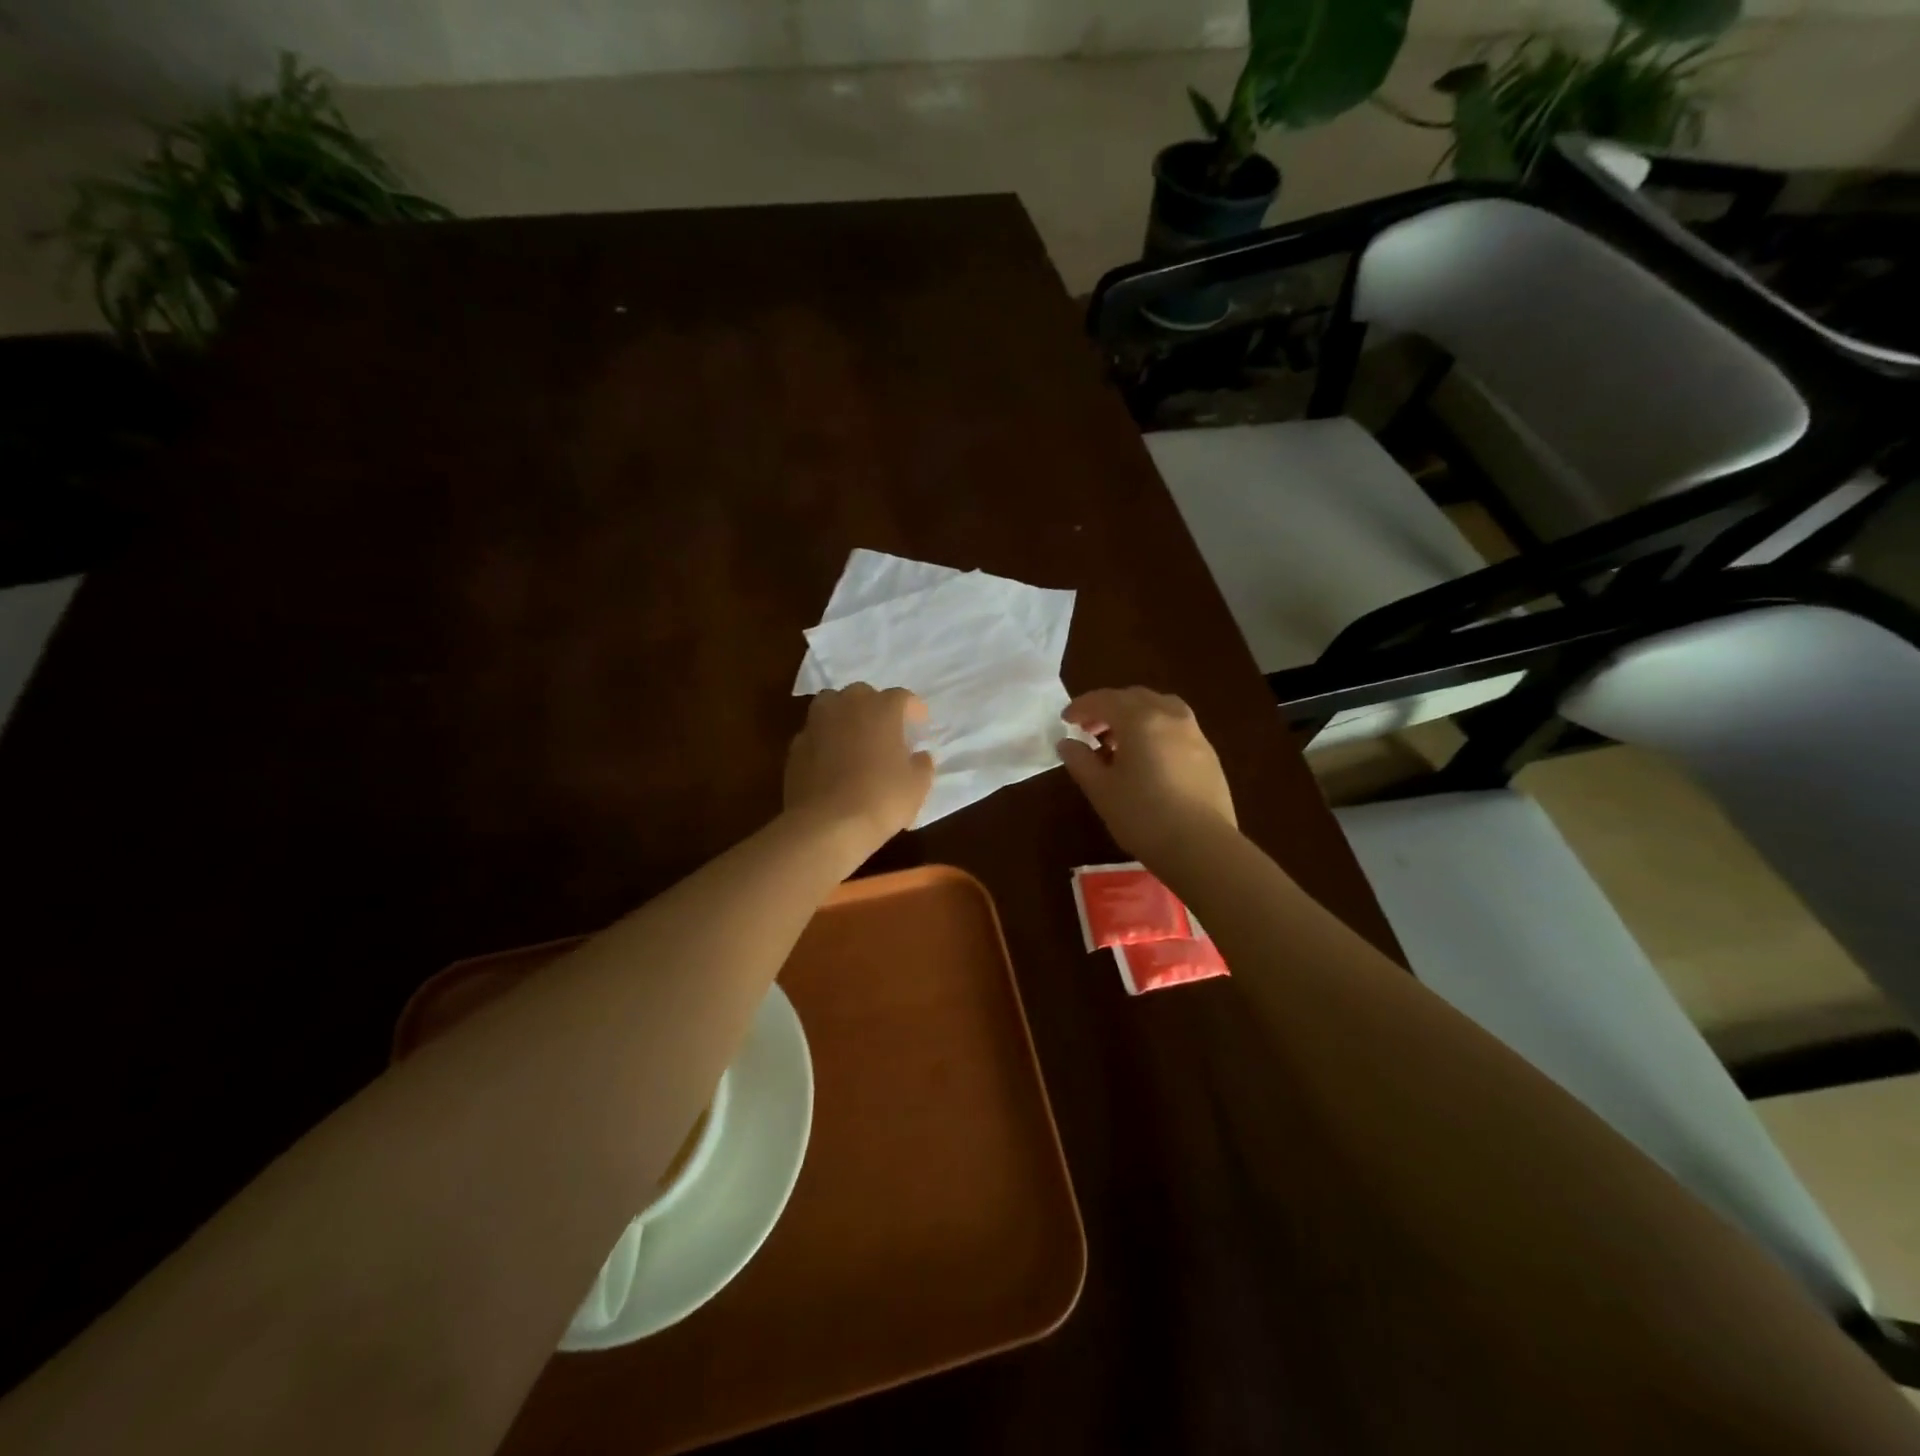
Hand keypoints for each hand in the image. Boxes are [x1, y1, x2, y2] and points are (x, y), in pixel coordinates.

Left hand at [784, 684, 934, 854]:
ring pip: (831, 704)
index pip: (902, 697)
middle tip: (885, 730)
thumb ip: (922, 764)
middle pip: (863, 693)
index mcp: (882, 709)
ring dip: (844, 715)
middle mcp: (847, 706)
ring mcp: (817, 723)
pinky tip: (831, 761)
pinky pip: (815, 732)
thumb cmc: (881, 799)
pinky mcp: (796, 745)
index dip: (913, 710)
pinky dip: (824, 740)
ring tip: (854, 737)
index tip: (919, 726)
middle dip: (875, 706)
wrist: (826, 824)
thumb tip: (919, 756)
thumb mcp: (917, 785)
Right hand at [1057, 687, 1236, 862]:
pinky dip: (1155, 729)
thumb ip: (1080, 760)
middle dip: (1108, 708)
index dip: (1081, 707)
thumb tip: (1067, 743)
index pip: (1104, 700)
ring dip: (1134, 716)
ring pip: (1159, 708)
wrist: (1202, 847)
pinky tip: (1147, 758)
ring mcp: (1194, 733)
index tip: (1066, 720)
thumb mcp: (1101, 790)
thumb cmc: (1143, 816)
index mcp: (1140, 719)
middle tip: (1089, 730)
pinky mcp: (1208, 754)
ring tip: (1119, 743)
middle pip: (1134, 698)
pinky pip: (1175, 727)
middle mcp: (1170, 716)